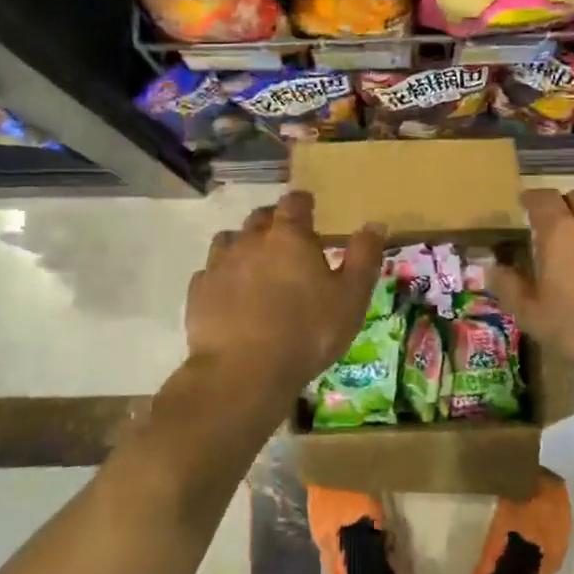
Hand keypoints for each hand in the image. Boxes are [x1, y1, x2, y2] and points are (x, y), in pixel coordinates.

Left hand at [186, 191, 385, 399]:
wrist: (243, 371)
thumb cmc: (307, 332)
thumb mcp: (350, 298)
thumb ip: (364, 258)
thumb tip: (375, 224)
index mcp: (289, 237)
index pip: (294, 202)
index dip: (303, 202)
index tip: (309, 207)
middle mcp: (250, 241)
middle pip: (260, 217)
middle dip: (274, 221)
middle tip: (286, 238)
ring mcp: (220, 265)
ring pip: (229, 240)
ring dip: (243, 245)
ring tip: (255, 263)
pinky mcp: (198, 292)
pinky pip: (209, 272)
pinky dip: (221, 276)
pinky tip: (229, 293)